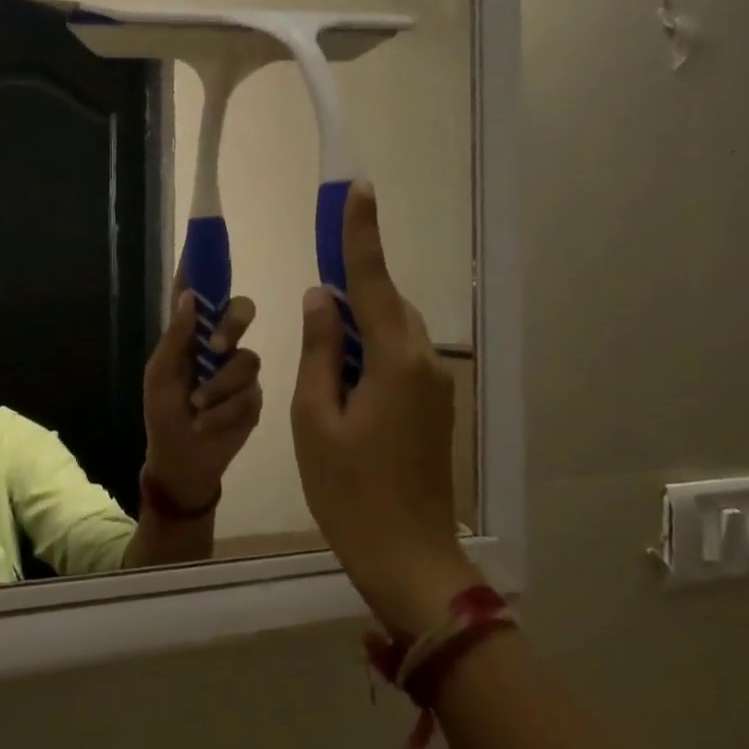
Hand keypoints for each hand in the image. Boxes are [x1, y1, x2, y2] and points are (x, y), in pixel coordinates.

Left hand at [142, 290, 262, 511]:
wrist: (183, 460)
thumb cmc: (163, 415)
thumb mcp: (161, 376)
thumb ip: (176, 338)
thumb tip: (189, 297)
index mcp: (191, 337)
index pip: (199, 295)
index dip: (203, 269)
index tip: (203, 240)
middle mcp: (219, 346)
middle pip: (241, 312)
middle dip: (233, 323)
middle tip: (217, 345)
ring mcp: (239, 372)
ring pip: (246, 359)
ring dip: (218, 388)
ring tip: (199, 409)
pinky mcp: (254, 398)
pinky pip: (249, 394)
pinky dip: (224, 411)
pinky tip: (209, 424)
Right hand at [290, 182, 476, 637]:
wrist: (407, 558)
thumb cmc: (349, 491)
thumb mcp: (314, 418)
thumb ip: (319, 351)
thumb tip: (322, 299)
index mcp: (396, 361)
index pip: (373, 282)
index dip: (360, 235)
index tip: (357, 190)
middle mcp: (425, 364)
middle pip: (387, 306)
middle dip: (351, 288)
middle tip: (315, 284)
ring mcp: (433, 388)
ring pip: (393, 334)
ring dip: (357, 324)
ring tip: (319, 336)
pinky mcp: (431, 409)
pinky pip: (397, 361)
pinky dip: (367, 353)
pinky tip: (340, 373)